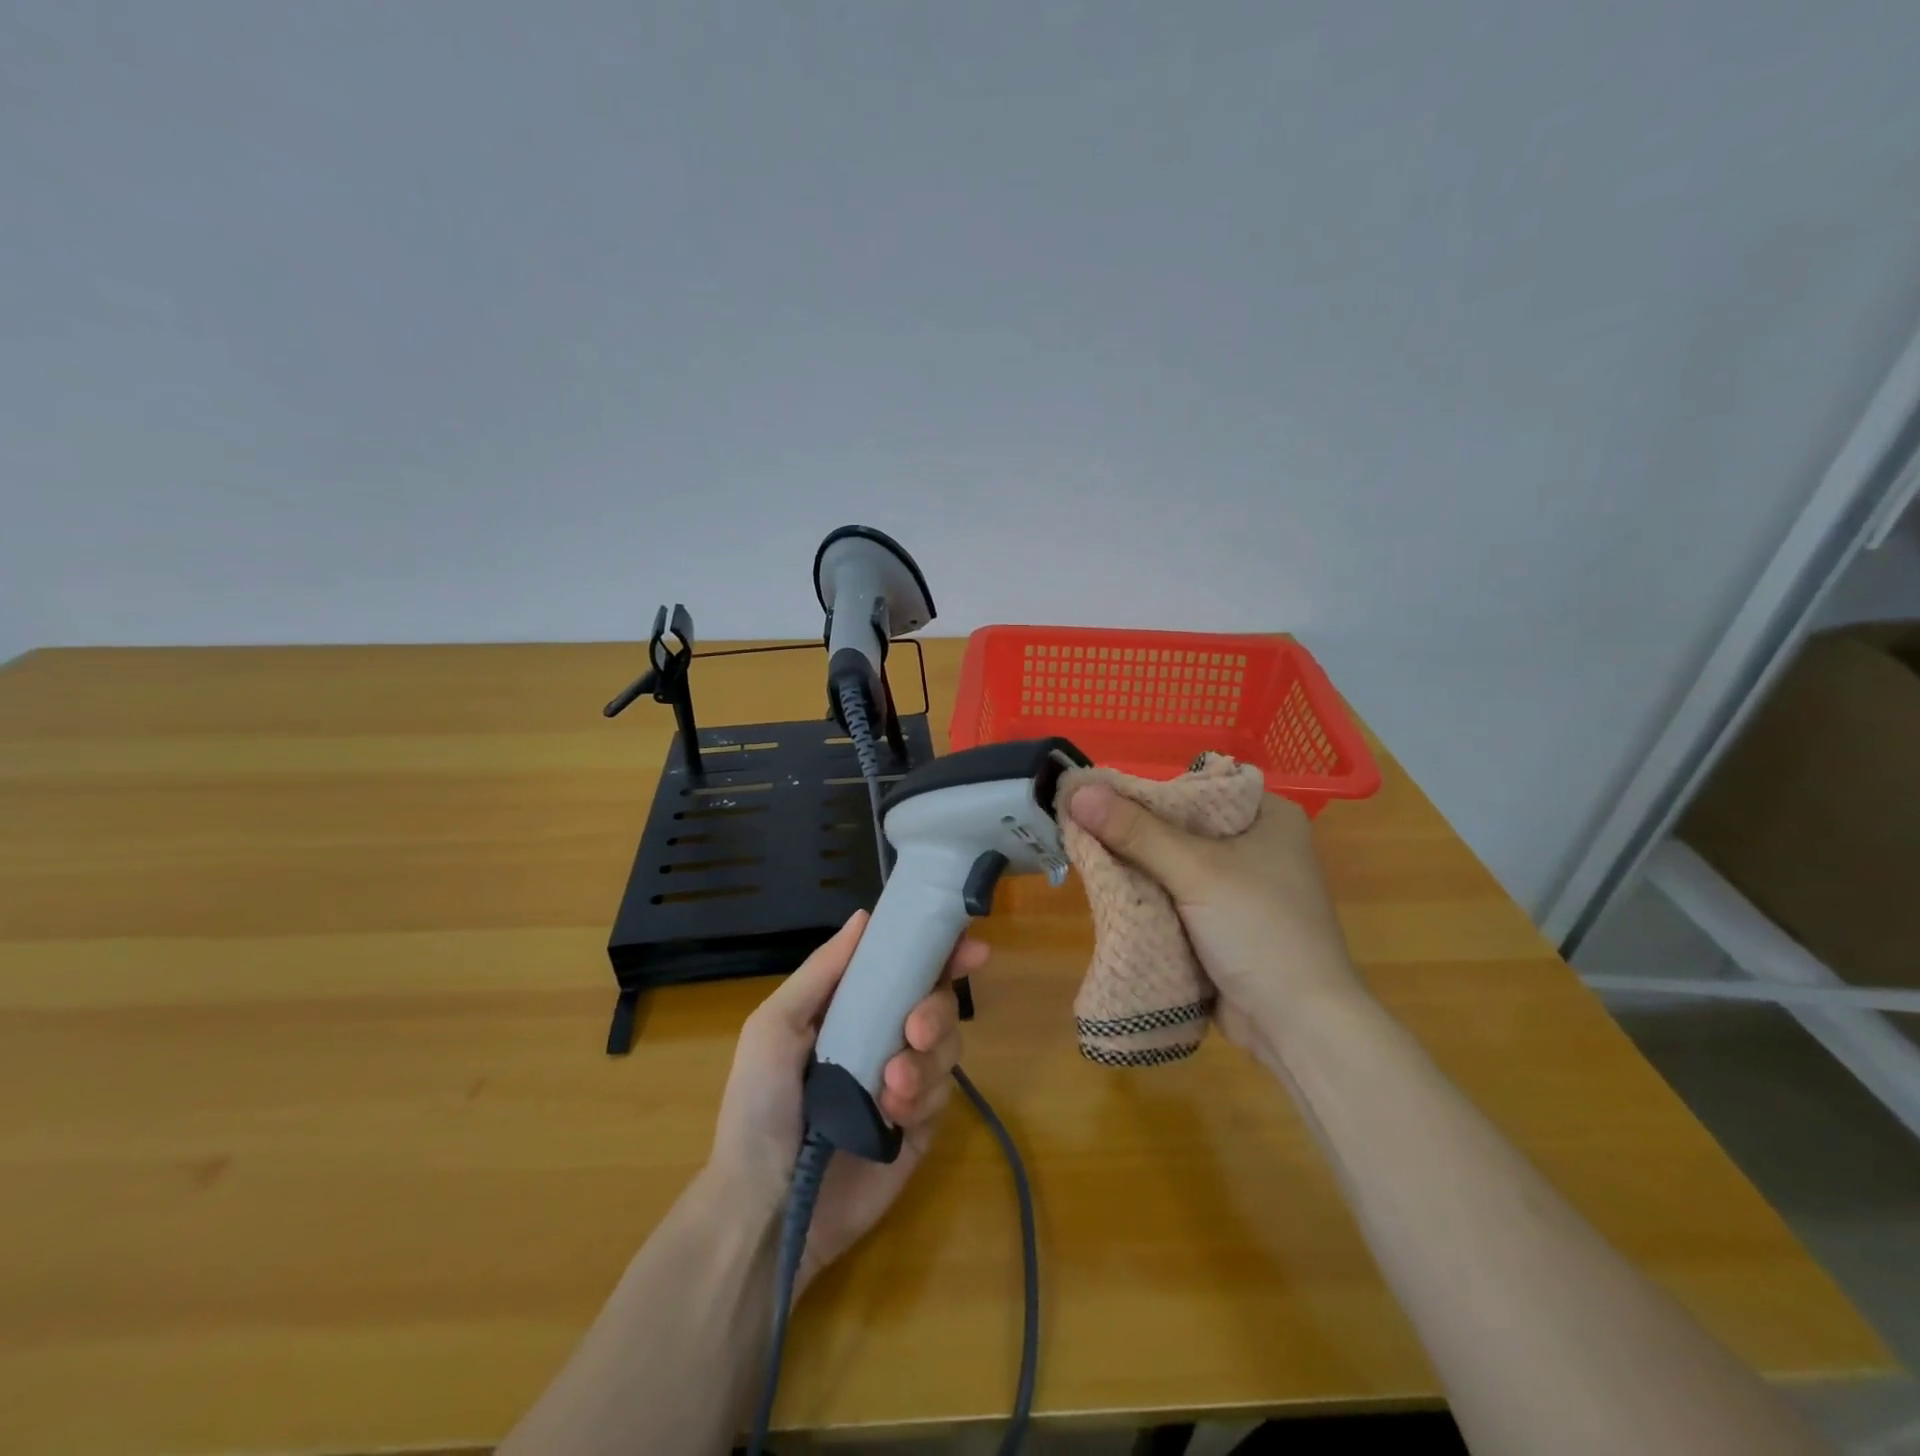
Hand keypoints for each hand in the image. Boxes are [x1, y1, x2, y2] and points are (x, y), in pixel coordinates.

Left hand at [708, 910, 987, 1292]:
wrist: (766, 1207)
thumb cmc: (759, 1105)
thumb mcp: (775, 1027)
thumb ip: (822, 972)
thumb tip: (865, 916)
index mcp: (851, 1009)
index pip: (905, 969)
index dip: (939, 953)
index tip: (969, 948)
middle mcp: (883, 1037)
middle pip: (938, 1003)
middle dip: (936, 1010)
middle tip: (916, 1030)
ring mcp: (904, 1083)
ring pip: (948, 1047)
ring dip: (926, 1060)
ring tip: (890, 1087)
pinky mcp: (919, 1128)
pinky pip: (943, 1095)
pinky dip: (923, 1097)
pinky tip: (892, 1115)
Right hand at [1066, 783, 1362, 1060]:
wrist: (1299, 1027)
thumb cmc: (1259, 931)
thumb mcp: (1196, 872)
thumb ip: (1136, 832)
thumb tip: (1077, 792)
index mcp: (1267, 816)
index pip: (1193, 787)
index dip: (1143, 790)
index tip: (1095, 797)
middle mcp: (1256, 844)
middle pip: (1179, 826)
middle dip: (1133, 833)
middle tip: (1080, 828)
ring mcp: (1241, 887)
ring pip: (1173, 864)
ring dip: (1136, 867)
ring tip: (1085, 855)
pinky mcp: (1224, 923)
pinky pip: (1176, 897)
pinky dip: (1148, 896)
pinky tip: (1110, 891)